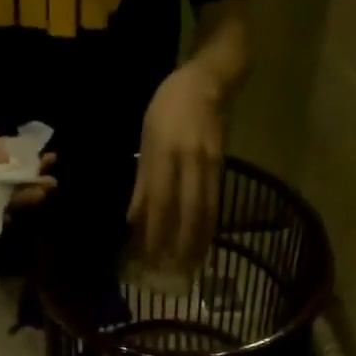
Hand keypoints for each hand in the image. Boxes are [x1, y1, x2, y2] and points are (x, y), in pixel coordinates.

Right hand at [0, 104, 57, 210]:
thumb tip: (5, 160)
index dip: (3, 206)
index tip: (22, 200)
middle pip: (4, 198)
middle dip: (26, 195)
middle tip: (45, 188)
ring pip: (14, 185)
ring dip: (33, 182)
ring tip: (52, 178)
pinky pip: (17, 169)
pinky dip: (32, 165)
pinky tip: (49, 157)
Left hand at [128, 62, 224, 273]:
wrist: (206, 81)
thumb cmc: (166, 109)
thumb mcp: (147, 141)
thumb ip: (143, 183)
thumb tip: (133, 222)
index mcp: (164, 152)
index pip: (159, 202)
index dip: (154, 232)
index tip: (147, 258)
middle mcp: (188, 160)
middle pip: (184, 211)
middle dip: (178, 246)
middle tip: (171, 273)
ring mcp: (208, 164)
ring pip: (203, 211)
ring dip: (197, 243)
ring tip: (190, 268)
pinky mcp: (222, 167)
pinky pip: (215, 203)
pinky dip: (209, 228)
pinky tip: (204, 245)